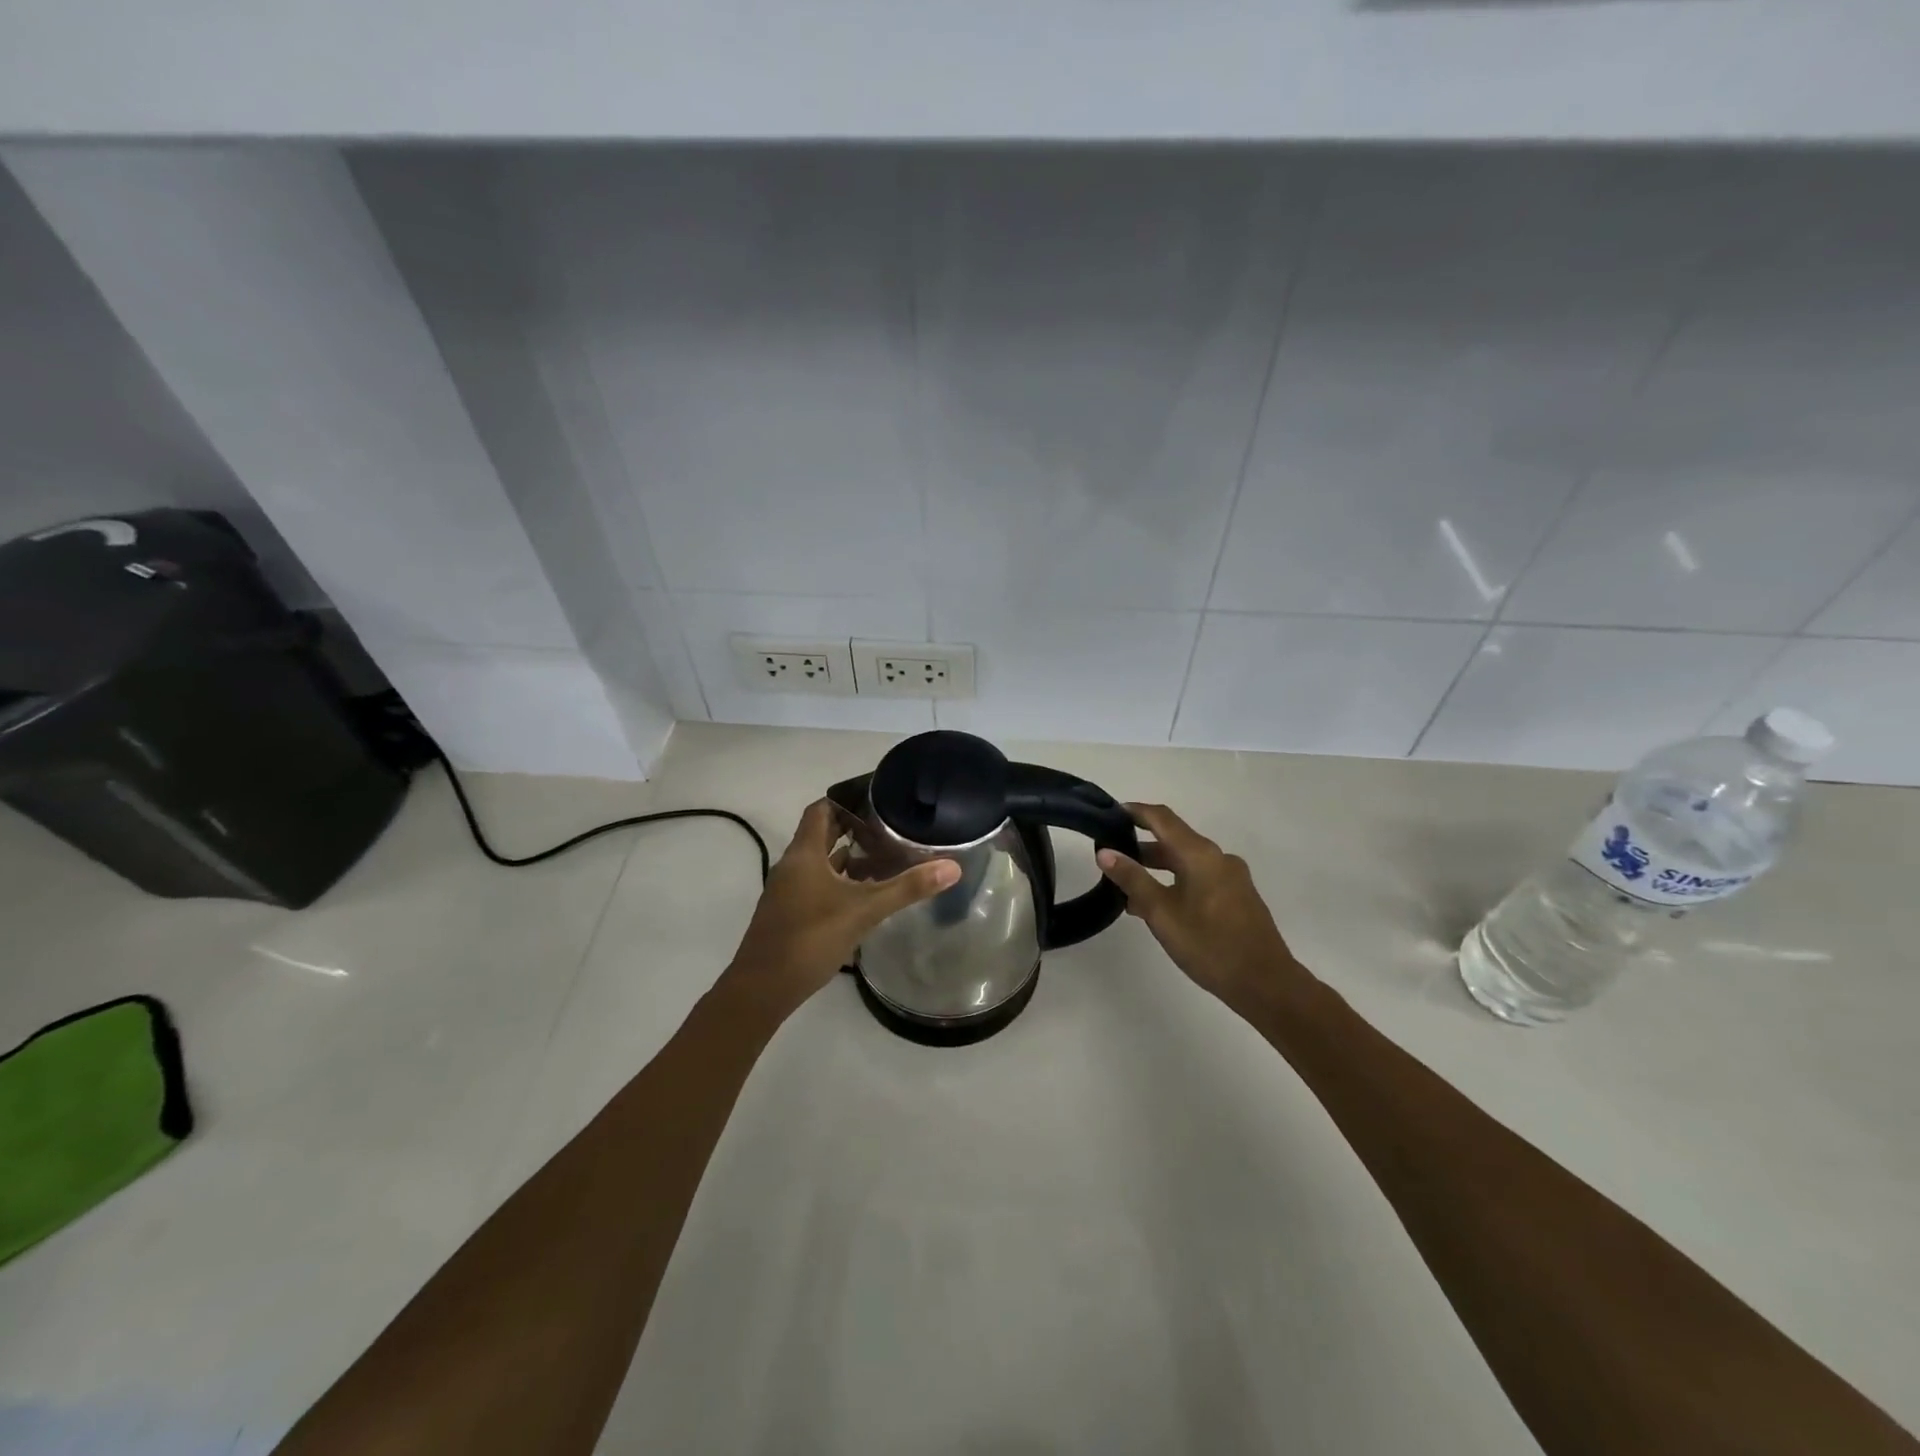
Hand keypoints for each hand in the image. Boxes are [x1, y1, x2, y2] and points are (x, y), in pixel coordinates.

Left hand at [721, 799, 959, 1017]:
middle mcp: (793, 865)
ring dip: (848, 858)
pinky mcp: (789, 913)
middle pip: (823, 834)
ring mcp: (788, 891)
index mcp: (804, 854)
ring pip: (821, 862)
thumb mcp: (864, 910)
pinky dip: (840, 882)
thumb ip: (907, 888)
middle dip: (855, 829)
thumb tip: (952, 867)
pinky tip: (865, 895)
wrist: (762, 989)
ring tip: (886, 857)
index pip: (822, 809)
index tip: (878, 800)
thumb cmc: (810, 938)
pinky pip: (817, 884)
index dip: (848, 800)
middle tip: (891, 827)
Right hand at [1096, 802, 1304, 1008]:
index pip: (1162, 818)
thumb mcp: (1161, 913)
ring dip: (1157, 869)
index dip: (1135, 812)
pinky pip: (1200, 878)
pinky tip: (1159, 906)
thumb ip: (1133, 879)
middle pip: (1174, 840)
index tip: (1110, 813)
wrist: (1266, 983)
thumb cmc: (1209, 945)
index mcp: (1200, 854)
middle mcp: (1218, 858)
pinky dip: (1175, 882)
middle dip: (1141, 846)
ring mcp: (1232, 877)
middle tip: (1111, 858)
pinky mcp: (1238, 897)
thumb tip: (1105, 852)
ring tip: (1128, 889)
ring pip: (1186, 862)